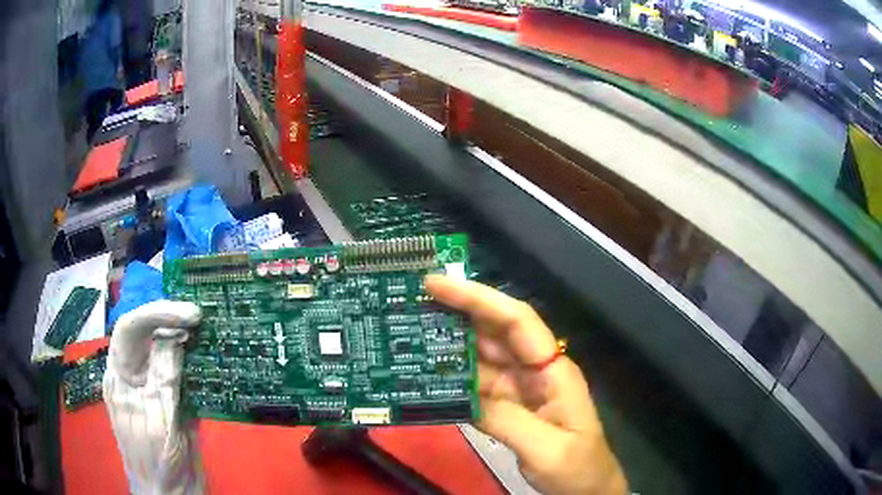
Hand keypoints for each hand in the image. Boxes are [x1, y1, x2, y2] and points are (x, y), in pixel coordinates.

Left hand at [103, 300, 204, 494]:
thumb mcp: (160, 424)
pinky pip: (178, 368)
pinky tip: (207, 353)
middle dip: (168, 318)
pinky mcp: (170, 396)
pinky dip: (192, 356)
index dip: (155, 314)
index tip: (188, 315)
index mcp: (120, 378)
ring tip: (204, 327)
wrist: (171, 494)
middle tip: (199, 317)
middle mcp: (133, 374)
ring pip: (161, 347)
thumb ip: (164, 382)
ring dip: (181, 333)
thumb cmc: (157, 464)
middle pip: (144, 332)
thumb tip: (174, 338)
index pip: (129, 330)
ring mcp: (151, 384)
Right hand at [425, 275, 626, 494]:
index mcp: (553, 370)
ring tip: (410, 334)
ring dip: (449, 346)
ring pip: (482, 358)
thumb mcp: (547, 450)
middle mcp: (535, 371)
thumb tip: (463, 394)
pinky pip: (477, 386)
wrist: (587, 490)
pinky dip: (453, 379)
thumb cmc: (578, 468)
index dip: (479, 298)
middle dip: (457, 313)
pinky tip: (428, 375)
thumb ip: (506, 420)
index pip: (517, 321)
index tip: (438, 285)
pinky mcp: (508, 407)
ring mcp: (520, 389)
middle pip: (494, 332)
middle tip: (413, 303)